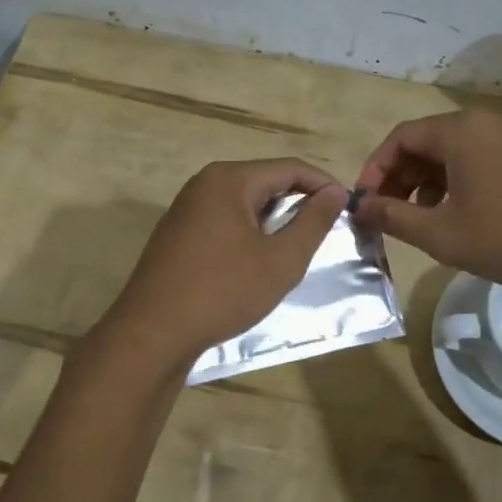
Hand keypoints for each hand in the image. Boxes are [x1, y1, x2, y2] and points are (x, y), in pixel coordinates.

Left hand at [103, 159, 347, 368]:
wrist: (152, 333)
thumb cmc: (223, 291)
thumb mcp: (280, 260)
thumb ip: (312, 222)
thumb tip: (335, 193)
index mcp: (229, 180)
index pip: (289, 168)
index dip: (323, 185)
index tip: (348, 208)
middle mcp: (204, 184)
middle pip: (264, 181)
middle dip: (298, 202)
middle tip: (326, 231)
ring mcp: (186, 209)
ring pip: (244, 203)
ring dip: (274, 220)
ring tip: (296, 248)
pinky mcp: (177, 234)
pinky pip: (224, 221)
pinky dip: (249, 233)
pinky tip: (258, 261)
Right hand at [353, 108, 501, 295]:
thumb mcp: (441, 234)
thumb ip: (393, 217)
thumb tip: (359, 207)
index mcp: (460, 131)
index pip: (400, 138)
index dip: (376, 170)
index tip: (365, 202)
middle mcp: (487, 121)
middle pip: (428, 141)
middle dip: (402, 177)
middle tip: (390, 213)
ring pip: (457, 150)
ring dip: (431, 180)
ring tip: (425, 217)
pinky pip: (485, 157)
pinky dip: (462, 179)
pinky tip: (465, 213)